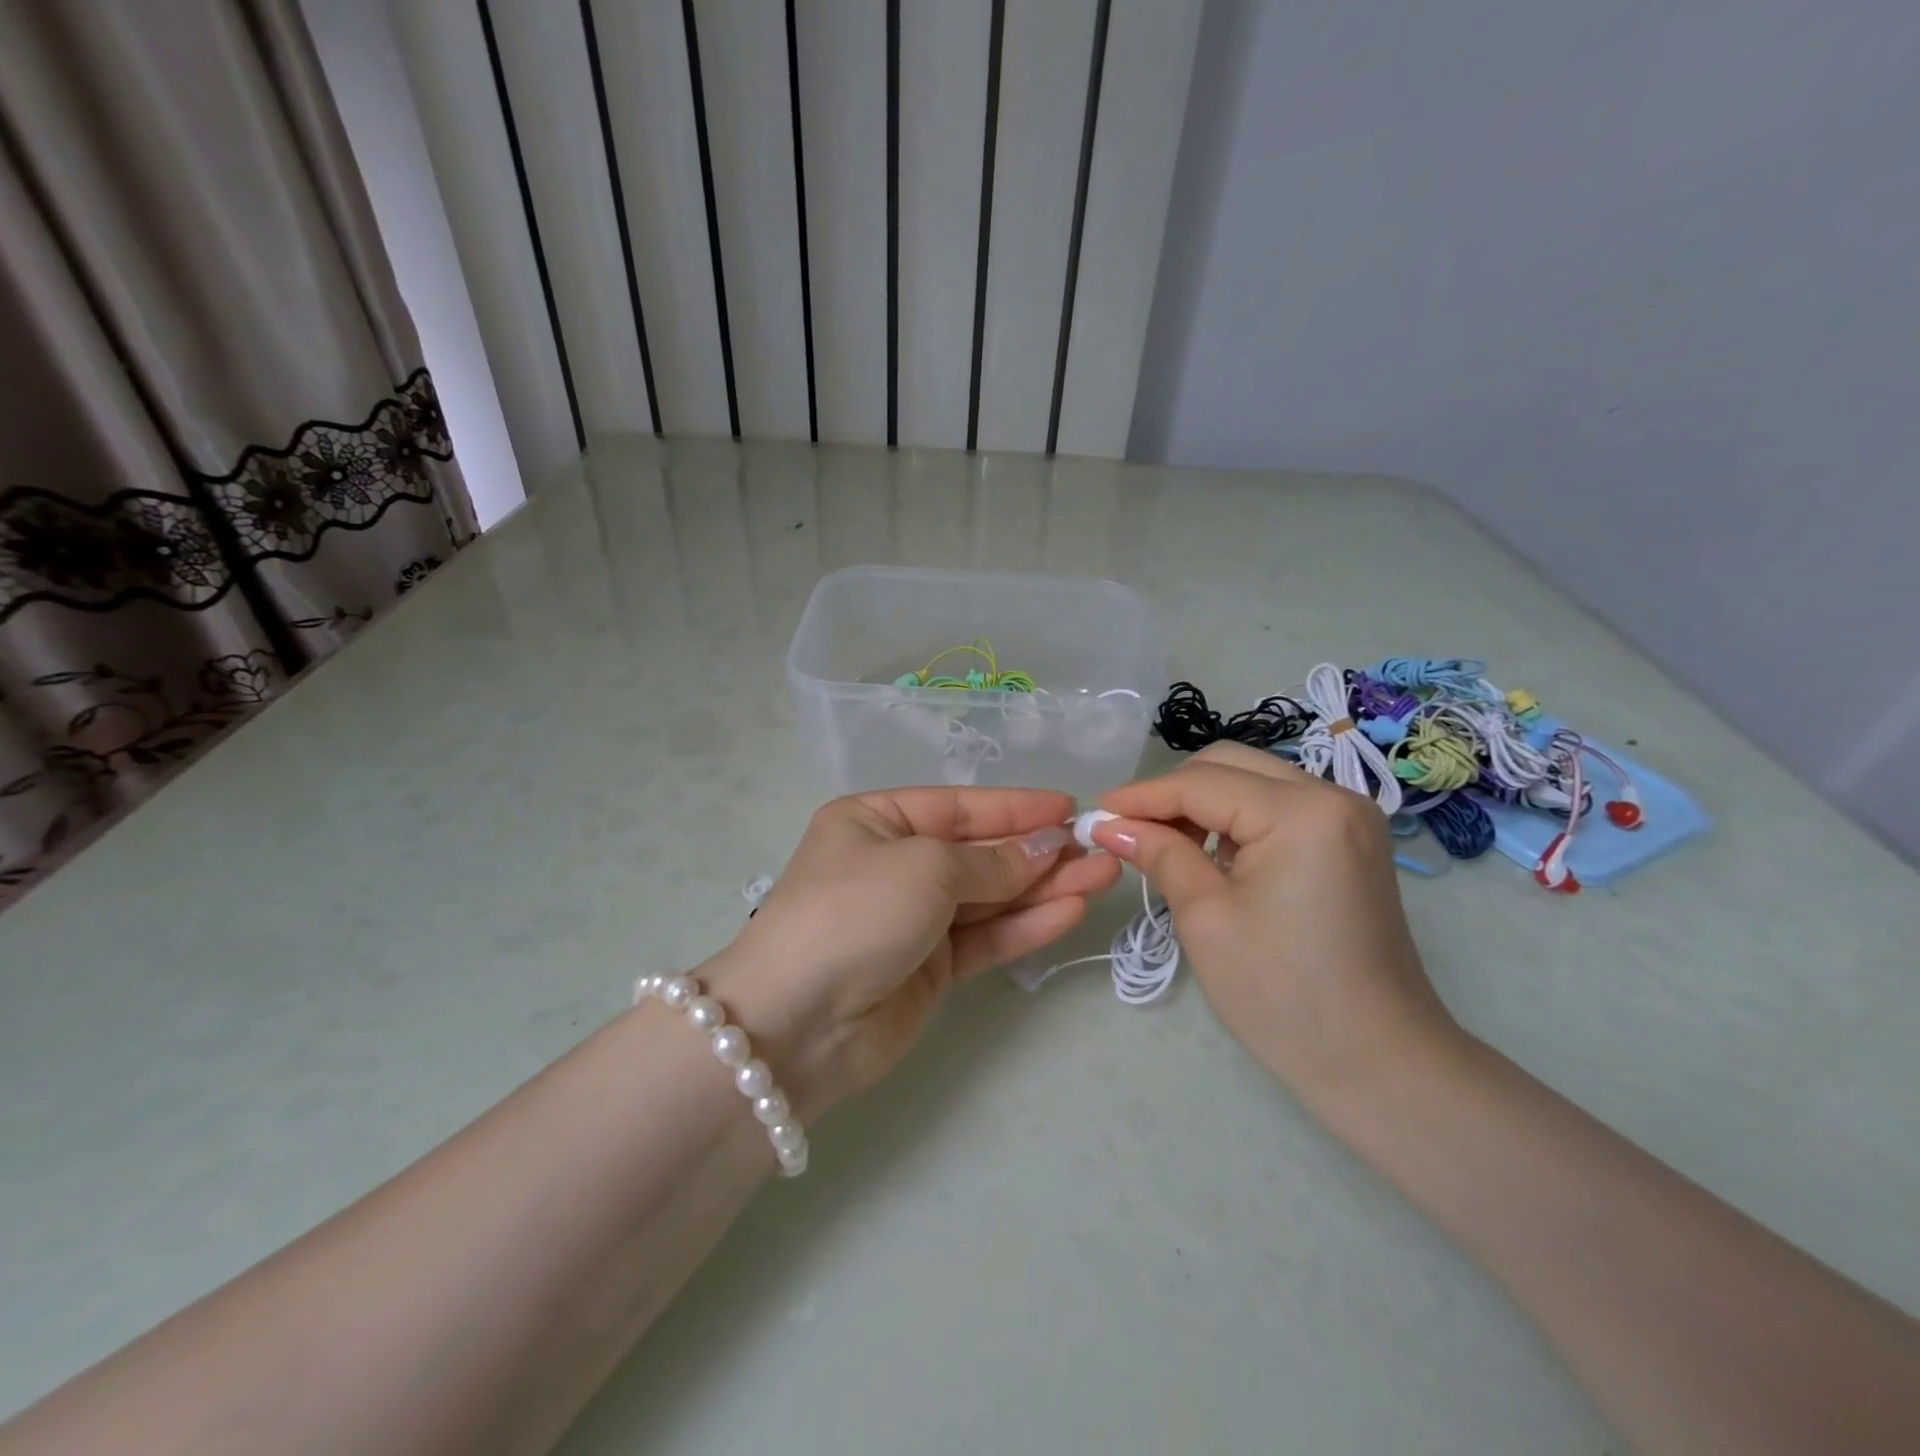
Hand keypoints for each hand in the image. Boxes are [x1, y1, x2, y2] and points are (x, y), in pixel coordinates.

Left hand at [705, 788, 1121, 1117]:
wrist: (796, 1024)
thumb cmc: (855, 912)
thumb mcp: (924, 867)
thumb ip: (991, 861)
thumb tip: (1047, 847)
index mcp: (876, 821)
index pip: (959, 807)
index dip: (1016, 808)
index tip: (1070, 808)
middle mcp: (895, 864)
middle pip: (980, 852)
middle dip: (1039, 850)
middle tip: (1100, 848)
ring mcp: (913, 919)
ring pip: (990, 897)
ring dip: (1044, 887)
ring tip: (1103, 876)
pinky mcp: (929, 969)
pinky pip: (985, 938)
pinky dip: (1026, 925)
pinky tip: (1071, 912)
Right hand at [1092, 742, 1459, 1106]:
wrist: (1377, 1063)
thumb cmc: (1282, 995)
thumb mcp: (1205, 918)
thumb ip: (1159, 854)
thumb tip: (1110, 824)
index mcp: (1301, 811)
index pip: (1201, 784)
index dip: (1141, 797)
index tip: (1095, 813)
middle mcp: (1332, 795)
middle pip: (1229, 765)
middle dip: (1172, 793)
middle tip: (1129, 831)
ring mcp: (1348, 817)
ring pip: (1253, 781)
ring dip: (1202, 804)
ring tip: (1164, 845)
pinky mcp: (1350, 840)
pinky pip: (1277, 806)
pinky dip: (1235, 819)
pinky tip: (1210, 853)